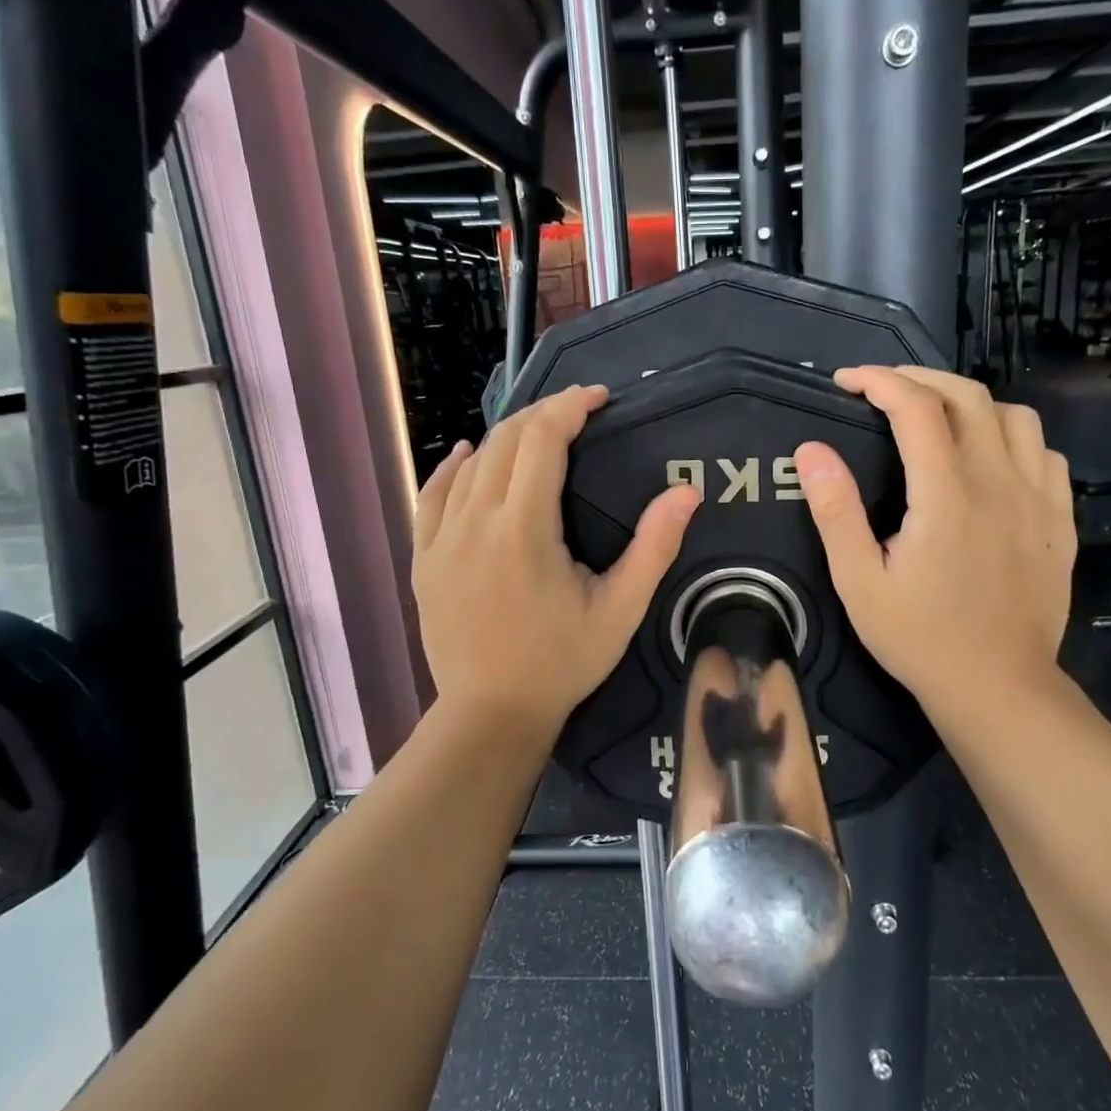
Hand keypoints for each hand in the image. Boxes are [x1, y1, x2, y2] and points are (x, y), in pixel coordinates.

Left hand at [413, 386, 699, 735]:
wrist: (491, 713)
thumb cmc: (562, 664)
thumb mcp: (620, 611)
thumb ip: (654, 548)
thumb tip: (686, 492)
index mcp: (524, 530)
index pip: (542, 440)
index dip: (570, 407)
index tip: (598, 397)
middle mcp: (475, 522)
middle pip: (505, 441)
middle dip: (543, 415)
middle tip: (576, 413)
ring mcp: (441, 539)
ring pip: (470, 464)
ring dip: (506, 438)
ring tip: (538, 435)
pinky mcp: (423, 558)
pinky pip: (432, 494)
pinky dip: (452, 467)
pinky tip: (465, 454)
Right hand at [793, 366, 1075, 715]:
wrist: (997, 688)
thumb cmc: (919, 637)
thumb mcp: (858, 582)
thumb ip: (835, 512)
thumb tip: (811, 450)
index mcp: (947, 495)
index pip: (917, 408)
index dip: (879, 381)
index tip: (846, 381)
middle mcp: (1000, 483)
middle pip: (969, 397)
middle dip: (921, 377)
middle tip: (883, 388)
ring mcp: (1039, 500)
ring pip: (1016, 417)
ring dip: (971, 403)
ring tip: (937, 419)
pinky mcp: (1059, 522)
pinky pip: (1045, 454)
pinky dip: (1012, 439)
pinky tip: (990, 461)